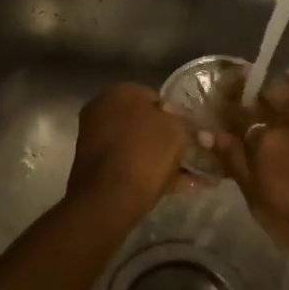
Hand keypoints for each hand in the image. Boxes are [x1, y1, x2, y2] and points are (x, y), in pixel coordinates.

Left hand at [66, 83, 191, 223]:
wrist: (109, 198)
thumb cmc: (145, 153)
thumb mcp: (177, 130)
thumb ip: (182, 121)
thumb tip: (178, 121)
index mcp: (120, 92)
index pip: (155, 97)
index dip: (177, 115)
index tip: (191, 132)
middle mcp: (102, 110)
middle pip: (144, 123)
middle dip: (167, 138)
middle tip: (191, 153)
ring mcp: (96, 140)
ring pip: (138, 146)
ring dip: (162, 159)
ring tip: (193, 175)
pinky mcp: (95, 168)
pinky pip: (130, 166)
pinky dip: (151, 174)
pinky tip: (180, 188)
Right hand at [214, 76, 288, 268]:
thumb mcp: (261, 205)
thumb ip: (236, 165)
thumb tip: (210, 134)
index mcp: (263, 145)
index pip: (239, 121)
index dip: (233, 119)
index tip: (231, 121)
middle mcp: (288, 123)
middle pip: (263, 101)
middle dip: (254, 102)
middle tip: (253, 108)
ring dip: (275, 91)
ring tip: (271, 92)